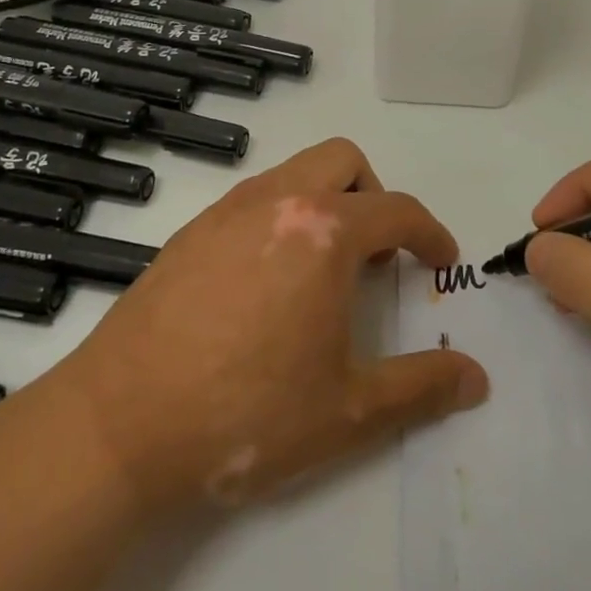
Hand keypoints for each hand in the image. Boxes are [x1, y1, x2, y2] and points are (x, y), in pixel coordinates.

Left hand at [46, 138, 489, 518]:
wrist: (114, 429)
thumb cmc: (245, 416)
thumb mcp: (347, 413)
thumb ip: (421, 389)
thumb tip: (476, 379)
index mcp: (324, 232)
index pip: (398, 210)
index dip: (430, 234)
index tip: (440, 261)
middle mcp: (277, 201)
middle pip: (344, 161)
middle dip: (374, 197)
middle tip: (375, 257)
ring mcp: (226, 211)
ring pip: (294, 172)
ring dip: (325, 202)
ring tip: (322, 271)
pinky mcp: (189, 232)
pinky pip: (254, 199)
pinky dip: (280, 218)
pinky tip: (266, 285)